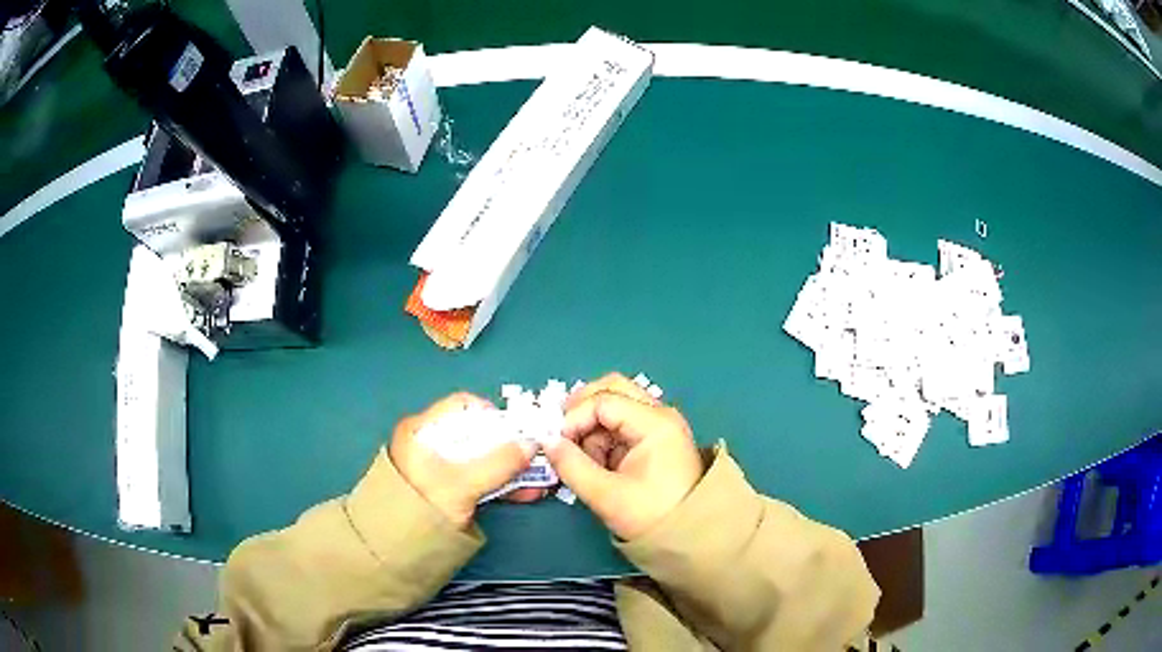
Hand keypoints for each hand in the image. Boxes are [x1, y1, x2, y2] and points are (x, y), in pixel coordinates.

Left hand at [389, 393, 538, 528]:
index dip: (494, 415)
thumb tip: (532, 444)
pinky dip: (501, 484)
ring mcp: (440, 470)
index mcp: (422, 431)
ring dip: (512, 469)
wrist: (394, 554)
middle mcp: (430, 444)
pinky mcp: (449, 492)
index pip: (463, 407)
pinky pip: (481, 480)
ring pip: (483, 460)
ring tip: (537, 485)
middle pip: (478, 434)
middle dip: (511, 448)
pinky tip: (524, 494)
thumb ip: (498, 463)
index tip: (519, 433)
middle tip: (536, 461)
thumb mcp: (460, 485)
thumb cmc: (420, 510)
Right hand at [543, 373, 704, 539]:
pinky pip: (621, 423)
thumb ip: (572, 466)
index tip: (557, 444)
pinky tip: (598, 463)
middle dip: (582, 409)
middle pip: (612, 389)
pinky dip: (603, 436)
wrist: (689, 536)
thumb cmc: (651, 515)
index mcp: (655, 423)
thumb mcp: (606, 495)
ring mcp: (659, 424)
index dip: (574, 418)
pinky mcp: (654, 438)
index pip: (603, 401)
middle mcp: (660, 414)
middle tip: (563, 435)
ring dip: (592, 425)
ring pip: (615, 404)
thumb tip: (547, 442)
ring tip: (585, 460)